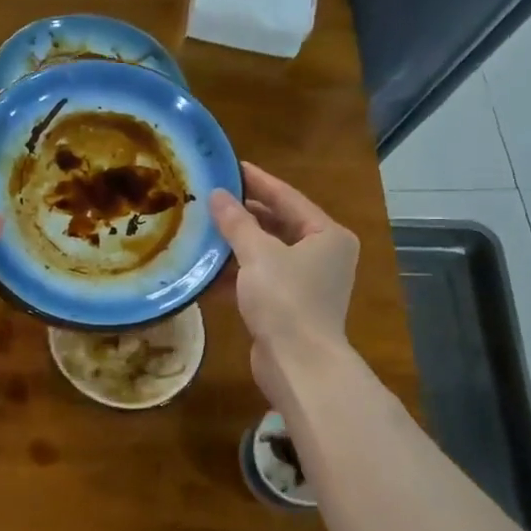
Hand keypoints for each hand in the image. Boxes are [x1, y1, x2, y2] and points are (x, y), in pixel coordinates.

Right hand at [210, 162, 358, 402]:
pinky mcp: (289, 306)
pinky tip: (207, 270)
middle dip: (244, 214)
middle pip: (279, 225)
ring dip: (237, 245)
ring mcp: (306, 283)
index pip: (288, 198)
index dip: (258, 182)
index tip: (231, 167)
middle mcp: (323, 255)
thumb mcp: (258, 254)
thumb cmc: (285, 300)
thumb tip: (217, 195)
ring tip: (203, 229)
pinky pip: (260, 279)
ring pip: (267, 253)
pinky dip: (237, 274)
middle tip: (212, 198)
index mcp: (327, 235)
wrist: (298, 364)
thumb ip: (236, 222)